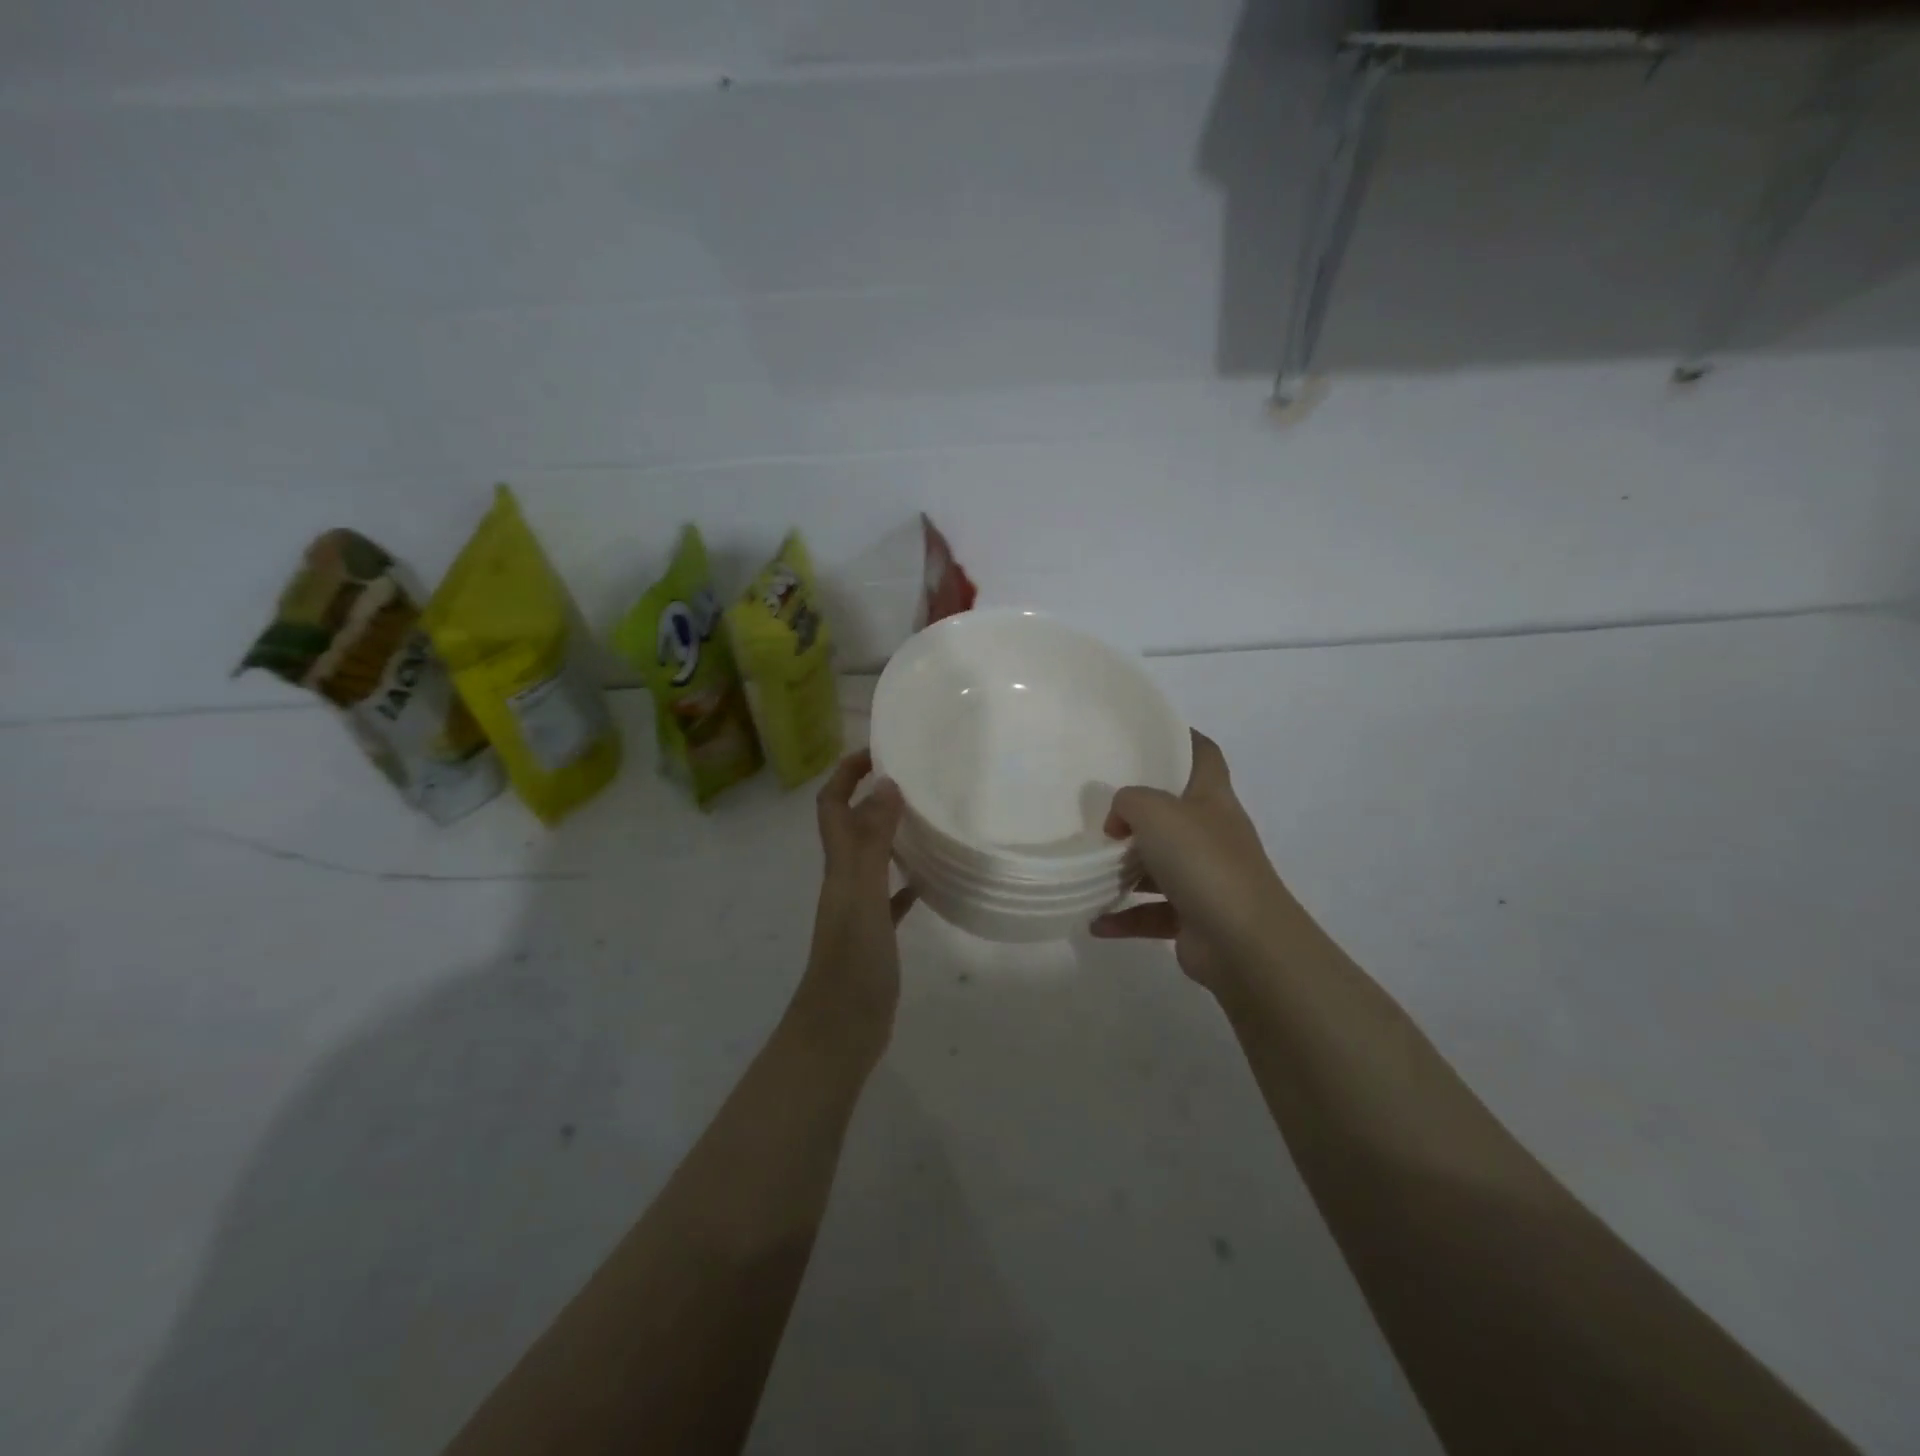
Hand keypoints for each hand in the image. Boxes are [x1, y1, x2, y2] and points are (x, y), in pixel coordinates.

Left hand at [792, 749, 917, 1065]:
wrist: (840, 1029)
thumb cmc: (852, 960)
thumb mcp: (863, 894)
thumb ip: (872, 841)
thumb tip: (885, 784)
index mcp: (839, 866)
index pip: (832, 805)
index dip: (845, 773)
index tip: (878, 751)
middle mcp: (845, 880)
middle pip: (852, 826)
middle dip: (872, 796)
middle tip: (913, 777)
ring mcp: (859, 909)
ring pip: (873, 858)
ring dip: (891, 834)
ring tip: (927, 817)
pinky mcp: (875, 935)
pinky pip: (891, 897)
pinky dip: (906, 881)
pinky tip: (930, 879)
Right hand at [1090, 730, 1294, 992]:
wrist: (1243, 942)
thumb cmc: (1203, 861)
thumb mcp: (1156, 812)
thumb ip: (1128, 802)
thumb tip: (1118, 822)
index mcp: (1212, 800)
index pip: (1204, 755)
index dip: (1182, 739)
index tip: (1148, 735)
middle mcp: (1212, 835)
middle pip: (1175, 813)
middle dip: (1139, 811)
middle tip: (1099, 807)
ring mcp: (1206, 878)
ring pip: (1160, 865)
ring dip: (1126, 869)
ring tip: (1089, 866)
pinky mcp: (1194, 919)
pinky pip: (1152, 913)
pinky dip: (1125, 917)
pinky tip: (1095, 922)